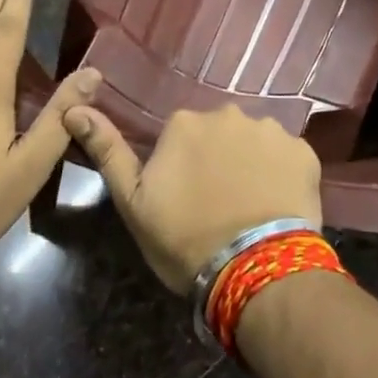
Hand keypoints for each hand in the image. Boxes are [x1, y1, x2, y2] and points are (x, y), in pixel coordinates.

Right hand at [64, 102, 322, 291]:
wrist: (256, 270)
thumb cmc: (186, 238)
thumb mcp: (134, 202)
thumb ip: (107, 150)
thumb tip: (74, 107)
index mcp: (185, 122)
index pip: (180, 136)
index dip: (183, 168)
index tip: (187, 198)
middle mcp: (228, 113)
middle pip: (219, 134)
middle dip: (218, 159)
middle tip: (219, 203)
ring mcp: (270, 130)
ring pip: (254, 143)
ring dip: (251, 164)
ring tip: (250, 206)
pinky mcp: (304, 151)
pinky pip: (287, 157)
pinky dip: (282, 174)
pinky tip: (277, 205)